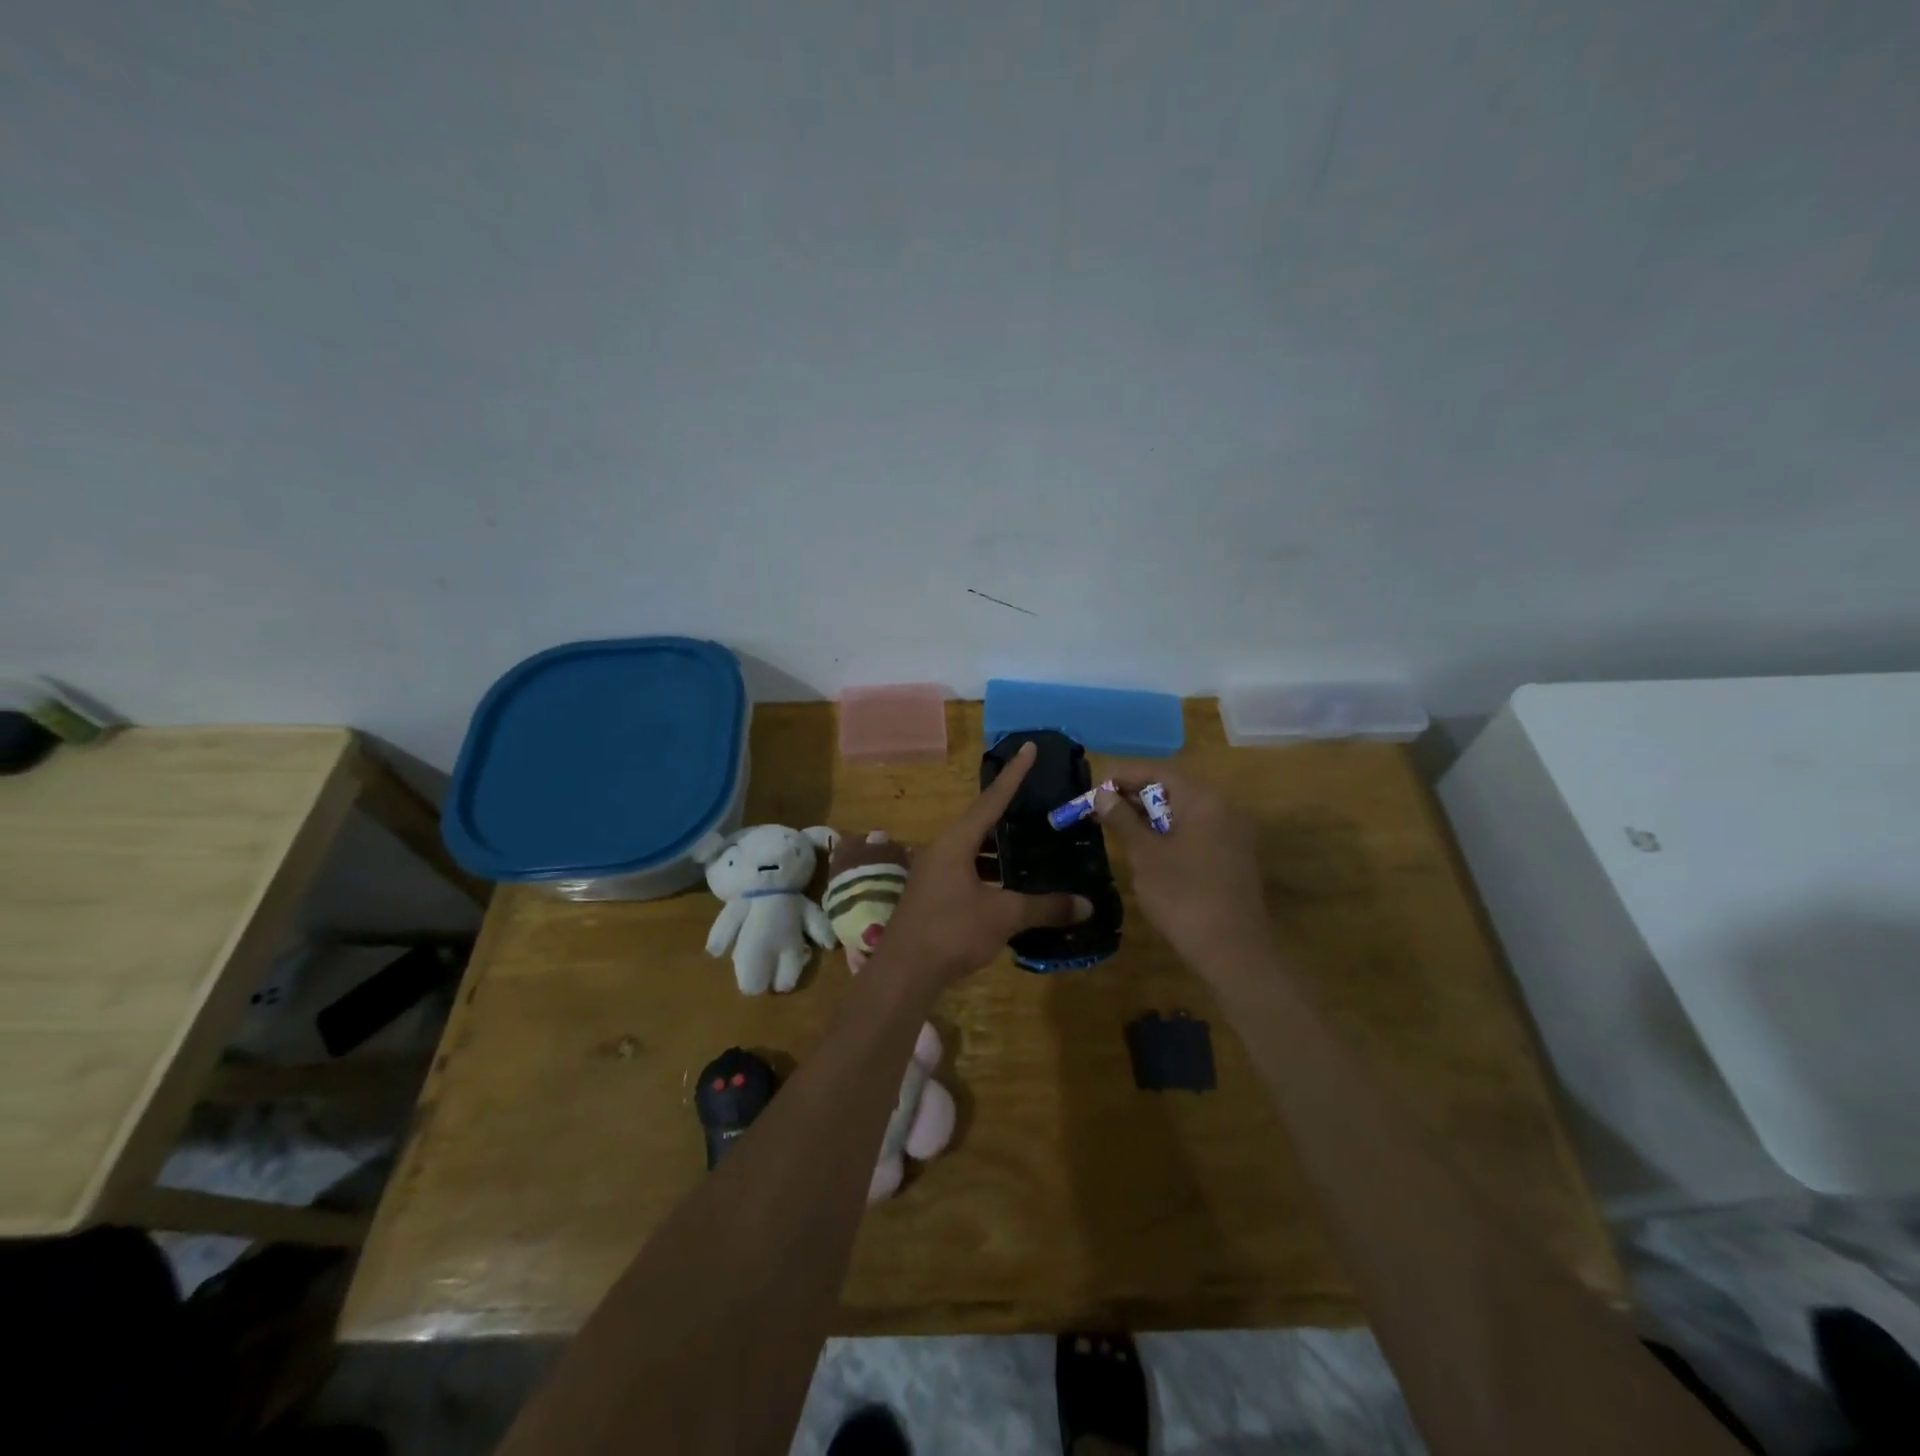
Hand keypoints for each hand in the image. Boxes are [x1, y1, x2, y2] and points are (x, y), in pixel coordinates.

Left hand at [874, 742, 1091, 989]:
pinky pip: (966, 870)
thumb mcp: (1003, 917)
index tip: (1029, 748)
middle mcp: (942, 849)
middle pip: (980, 822)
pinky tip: (1008, 887)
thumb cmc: (952, 932)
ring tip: (1029, 846)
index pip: (991, 800)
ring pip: (972, 849)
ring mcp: (933, 872)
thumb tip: (1086, 905)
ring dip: (999, 848)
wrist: (904, 972)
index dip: (1013, 774)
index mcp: (956, 842)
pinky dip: (989, 871)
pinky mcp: (932, 894)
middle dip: (1008, 812)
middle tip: (1036, 802)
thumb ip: (1044, 908)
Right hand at [1094, 763, 1273, 976]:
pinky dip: (1170, 831)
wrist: (1232, 950)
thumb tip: (1103, 794)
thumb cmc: (1183, 896)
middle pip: (1173, 787)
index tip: (1094, 789)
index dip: (1123, 776)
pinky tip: (1146, 847)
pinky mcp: (1233, 855)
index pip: (1158, 771)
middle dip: (1134, 795)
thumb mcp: (1145, 855)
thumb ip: (1123, 819)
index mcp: (1204, 799)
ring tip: (1117, 827)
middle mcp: (1224, 807)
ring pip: (1184, 810)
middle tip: (1100, 809)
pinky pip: (1197, 829)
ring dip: (1150, 814)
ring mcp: (1232, 832)